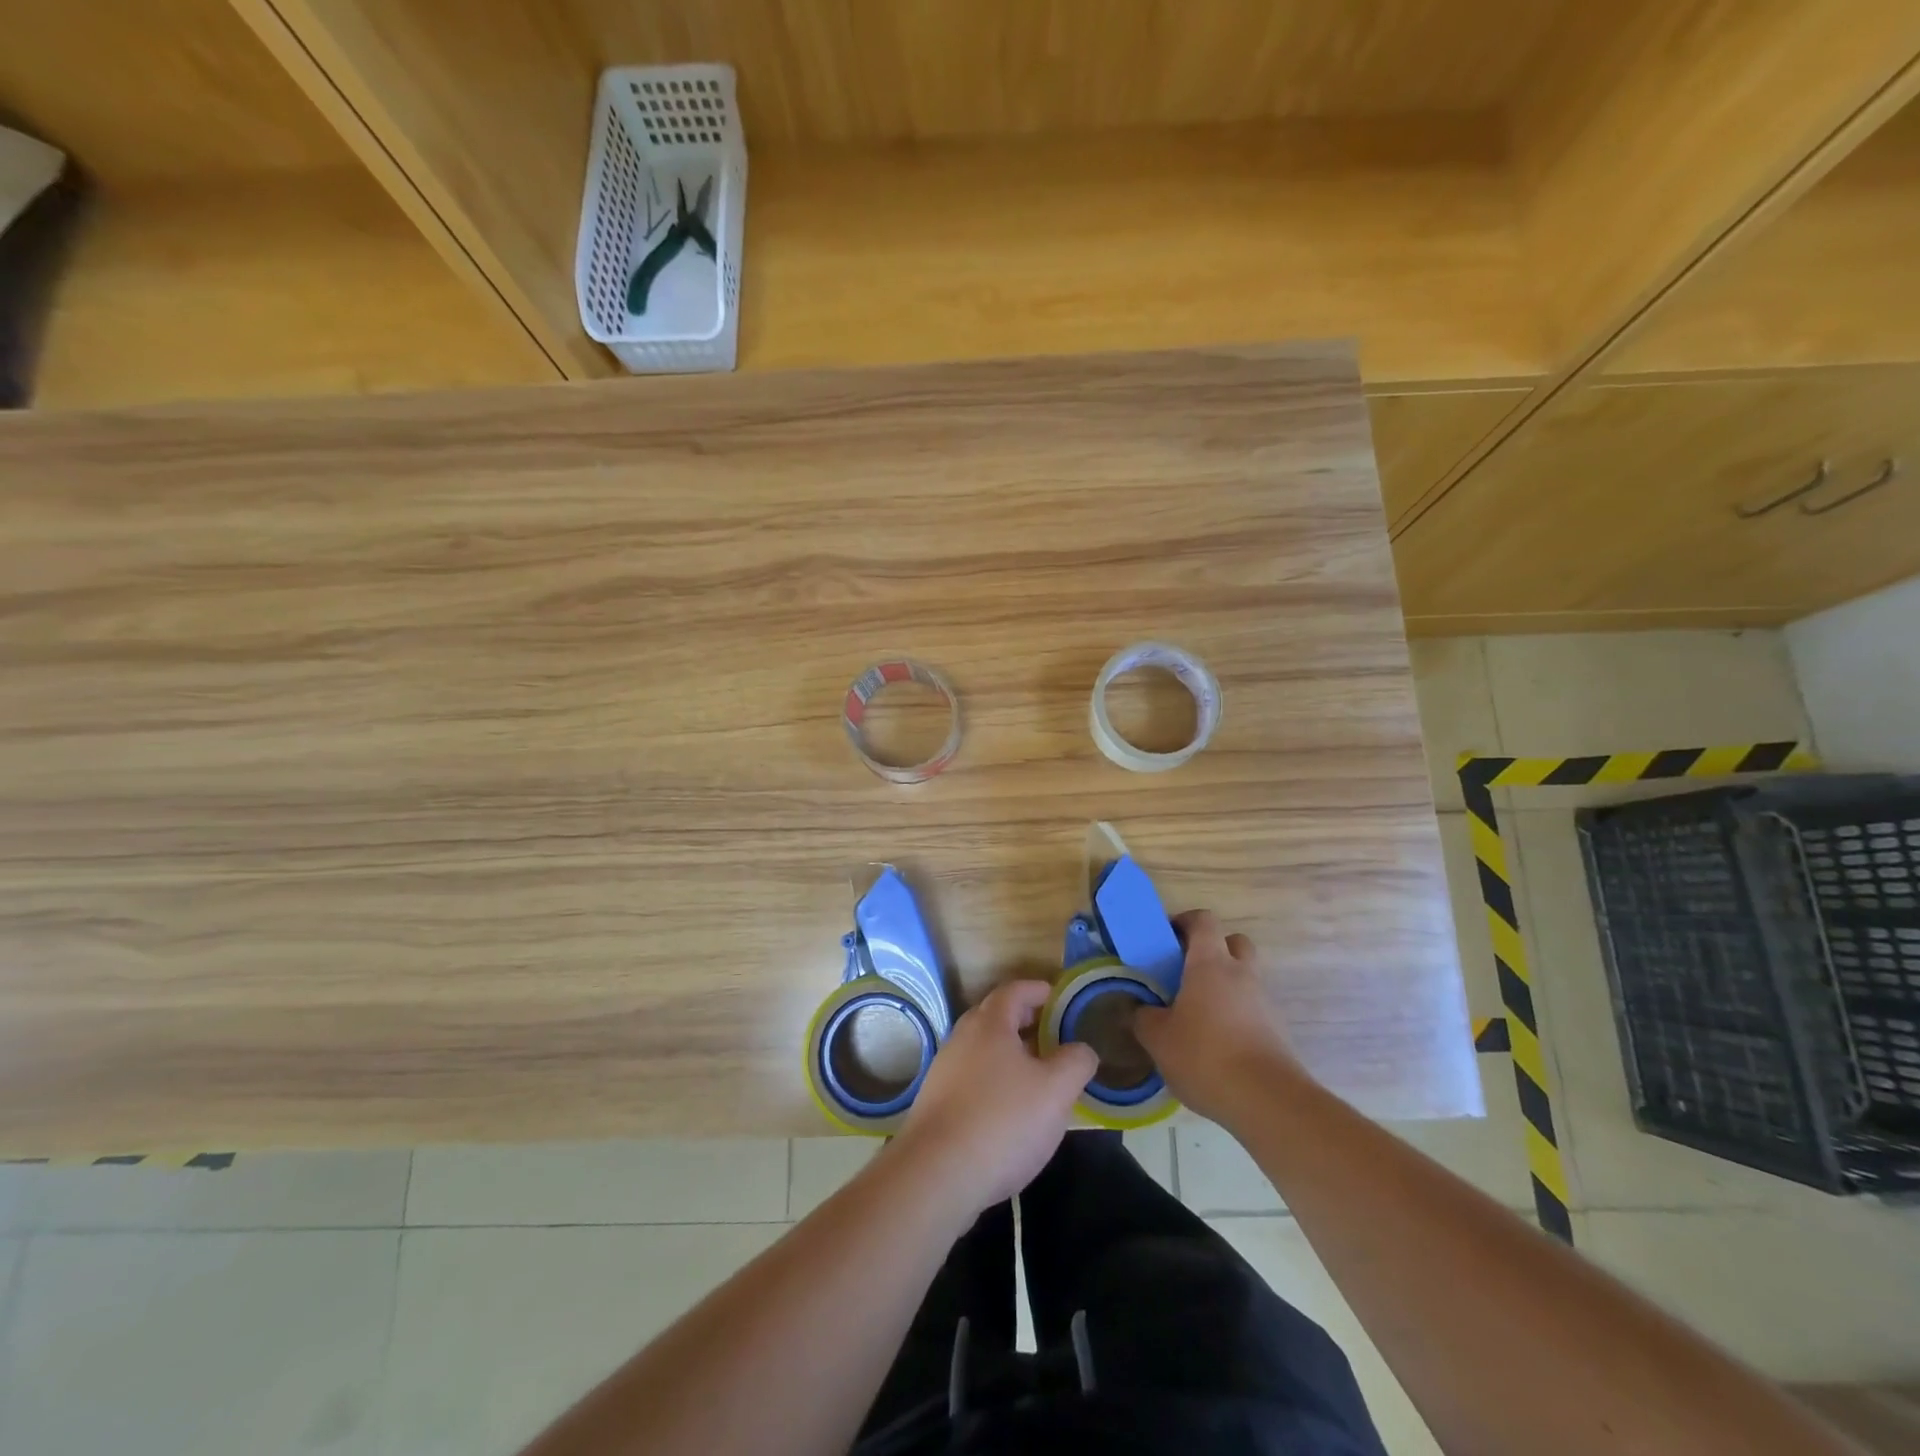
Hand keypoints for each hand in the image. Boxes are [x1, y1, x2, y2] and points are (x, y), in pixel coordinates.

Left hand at [891, 980, 1097, 1215]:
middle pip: (995, 1016)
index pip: (1015, 990)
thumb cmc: (1003, 1122)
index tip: (1060, 998)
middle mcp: (962, 1037)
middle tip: (1054, 1035)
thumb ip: (1075, 1062)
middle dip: (1025, 1020)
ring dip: (1010, 1054)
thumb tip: (1082, 1049)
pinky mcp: (936, 1102)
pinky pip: (972, 1077)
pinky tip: (1009, 1110)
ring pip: (983, 1049)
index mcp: (990, 1024)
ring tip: (1037, 1075)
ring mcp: (944, 1070)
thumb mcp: (1055, 1091)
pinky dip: (994, 1080)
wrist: (936, 1175)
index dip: (1039, 990)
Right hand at [1134, 910, 1304, 1125]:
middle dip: (1212, 949)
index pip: (1203, 921)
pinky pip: (1252, 1008)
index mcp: (1210, 963)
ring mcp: (1264, 1002)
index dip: (1185, 921)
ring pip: (1245, 977)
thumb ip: (1144, 1018)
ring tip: (1197, 1013)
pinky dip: (1236, 1013)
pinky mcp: (1276, 1030)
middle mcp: (1241, 974)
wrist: (1268, 1101)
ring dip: (1224, 984)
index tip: (1166, 938)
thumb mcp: (1158, 1039)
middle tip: (1186, 971)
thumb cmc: (1206, 1056)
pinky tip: (1216, 1042)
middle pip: (1233, 942)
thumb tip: (1141, 1010)